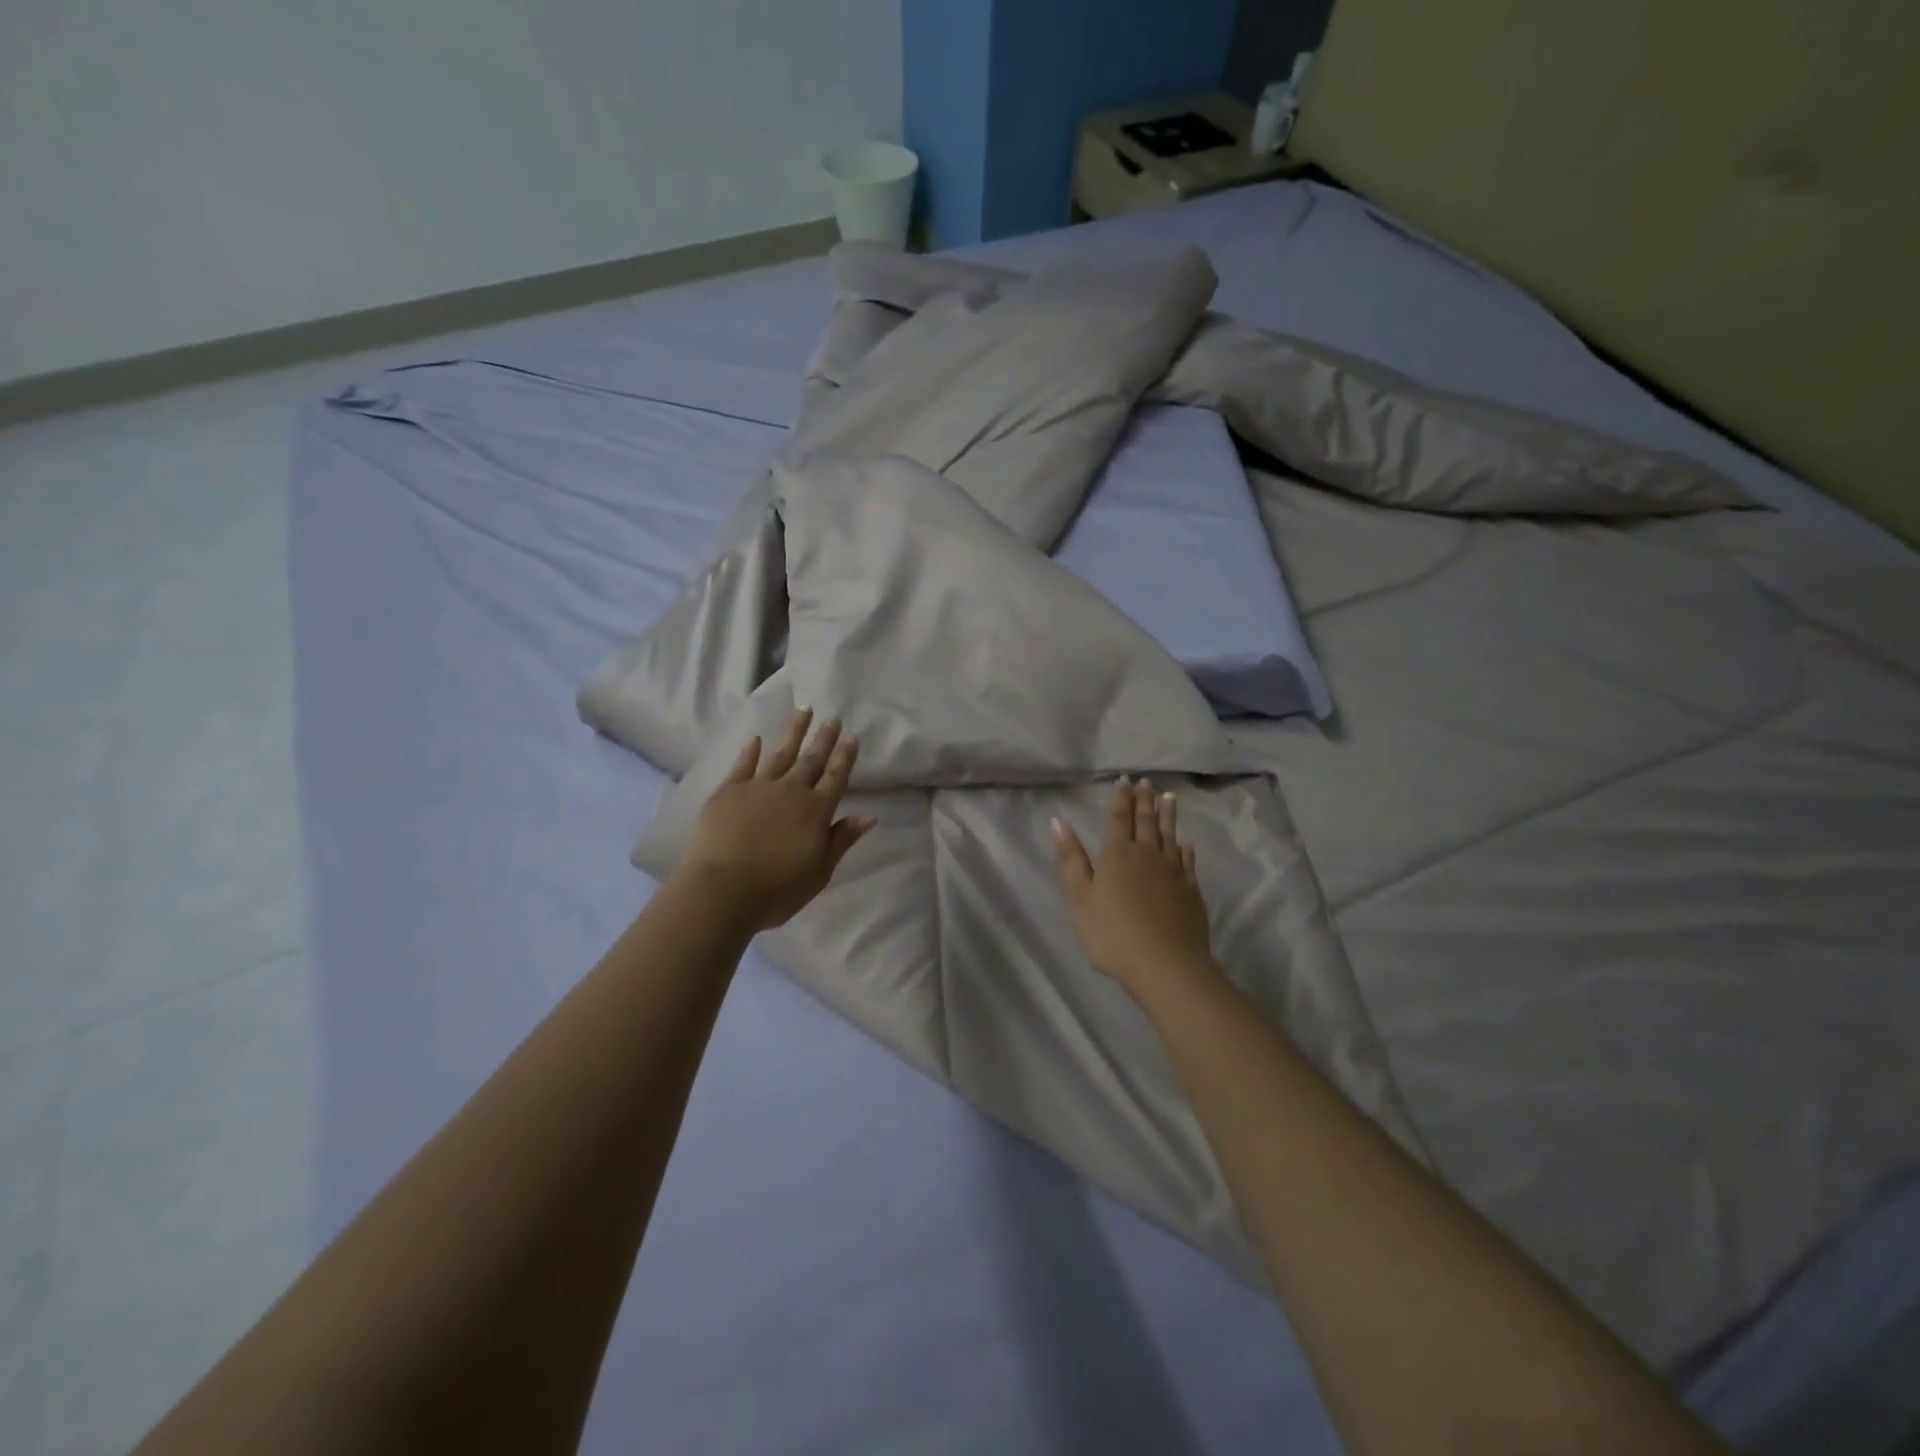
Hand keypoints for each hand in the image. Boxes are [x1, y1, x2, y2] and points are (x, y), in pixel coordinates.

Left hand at [678, 710, 876, 930]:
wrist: (722, 889)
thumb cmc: (777, 889)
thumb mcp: (820, 872)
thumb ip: (841, 840)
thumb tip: (869, 816)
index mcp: (817, 811)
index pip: (836, 778)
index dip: (845, 757)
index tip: (851, 737)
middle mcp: (791, 791)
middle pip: (811, 760)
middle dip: (824, 738)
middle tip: (832, 718)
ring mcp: (758, 787)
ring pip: (781, 753)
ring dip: (793, 732)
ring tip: (803, 711)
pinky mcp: (729, 791)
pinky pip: (744, 765)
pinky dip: (751, 751)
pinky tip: (756, 739)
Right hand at [1053, 778, 1215, 994]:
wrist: (1165, 963)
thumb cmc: (1112, 932)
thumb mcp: (1080, 897)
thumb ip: (1071, 859)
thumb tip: (1058, 822)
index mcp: (1117, 854)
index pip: (1119, 818)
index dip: (1121, 798)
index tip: (1126, 779)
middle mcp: (1147, 854)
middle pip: (1146, 821)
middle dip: (1144, 800)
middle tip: (1147, 782)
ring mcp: (1173, 872)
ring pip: (1170, 835)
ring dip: (1167, 815)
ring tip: (1168, 798)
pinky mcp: (1191, 890)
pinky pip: (1188, 861)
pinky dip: (1185, 848)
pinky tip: (1186, 843)